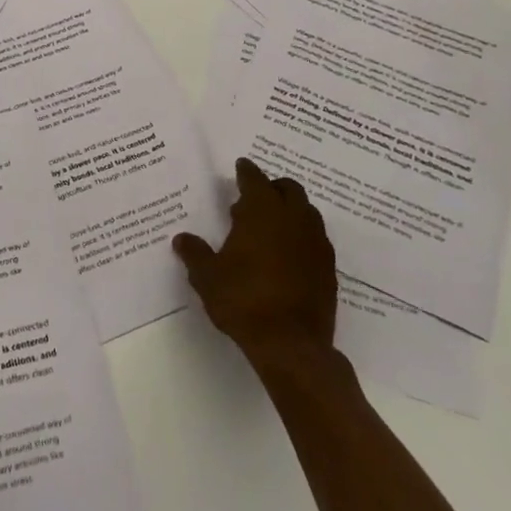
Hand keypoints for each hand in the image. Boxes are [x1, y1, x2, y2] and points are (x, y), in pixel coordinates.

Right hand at [173, 158, 338, 372]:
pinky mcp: (328, 269)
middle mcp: (294, 219)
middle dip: (272, 187)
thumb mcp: (207, 277)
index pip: (255, 179)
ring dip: (290, 211)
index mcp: (263, 212)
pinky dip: (301, 236)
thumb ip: (195, 253)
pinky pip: (316, 239)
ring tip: (269, 227)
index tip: (241, 165)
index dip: (246, 171)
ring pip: (306, 212)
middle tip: (252, 199)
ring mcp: (316, 244)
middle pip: (289, 189)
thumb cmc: (243, 300)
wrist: (291, 345)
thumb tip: (182, 239)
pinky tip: (286, 255)